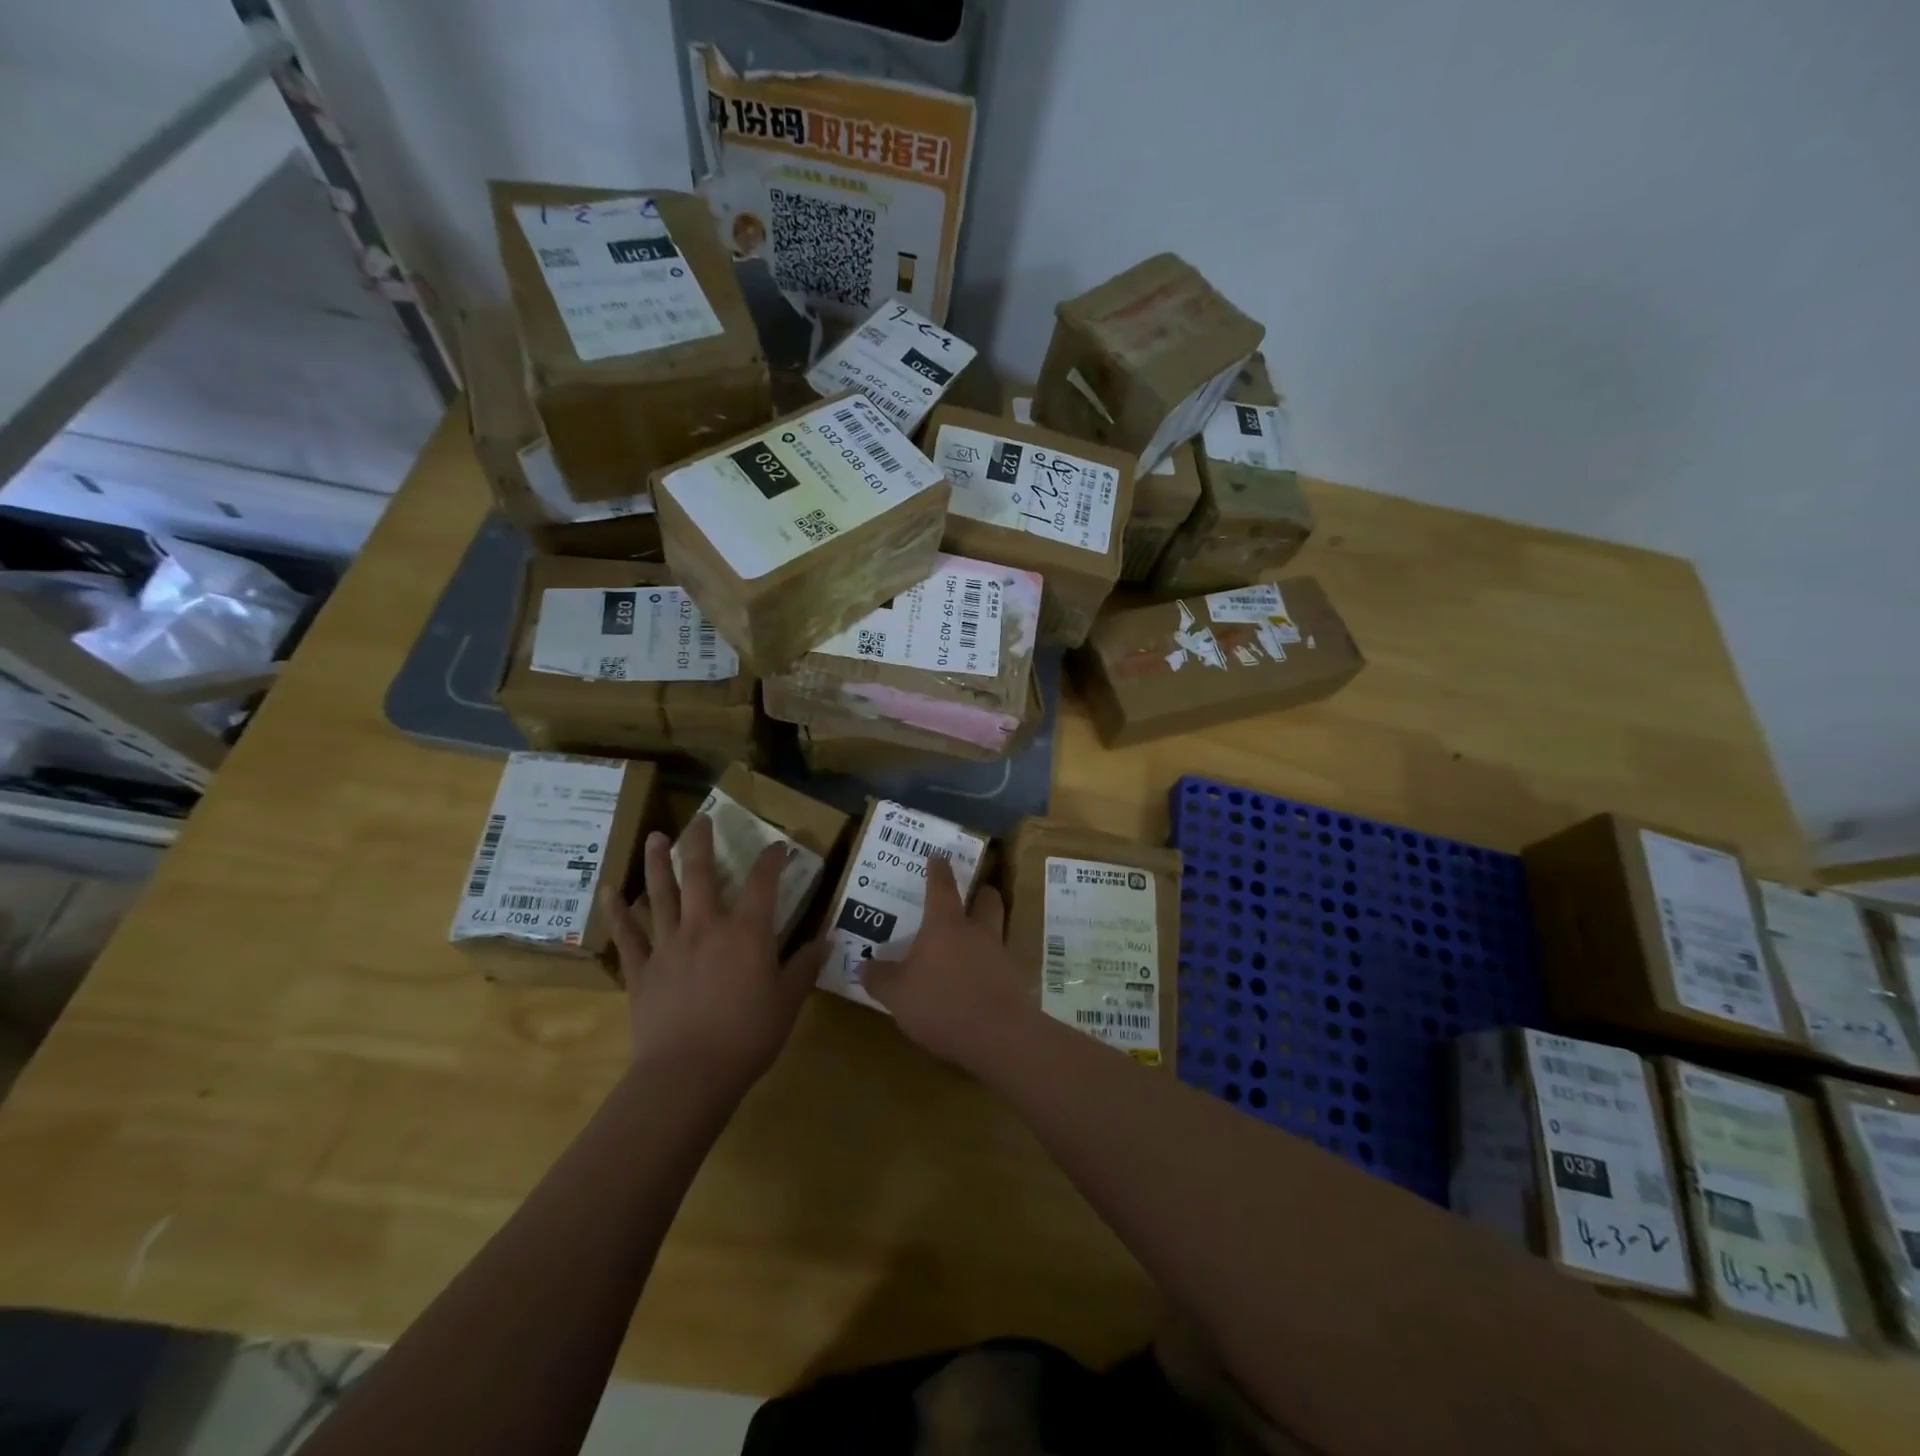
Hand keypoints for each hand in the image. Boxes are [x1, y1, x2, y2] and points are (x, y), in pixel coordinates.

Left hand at [603, 815, 827, 1092]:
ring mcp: (669, 944)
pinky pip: (627, 935)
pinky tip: (609, 891)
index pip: (763, 883)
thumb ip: (804, 967)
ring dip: (658, 862)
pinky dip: (617, 912)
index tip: (778, 845)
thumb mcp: (788, 1002)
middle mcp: (706, 926)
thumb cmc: (748, 1036)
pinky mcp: (641, 969)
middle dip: (703, 842)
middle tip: (701, 818)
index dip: (772, 860)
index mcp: (747, 932)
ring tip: (656, 837)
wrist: (688, 1075)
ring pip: (661, 893)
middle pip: (703, 874)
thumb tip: (826, 940)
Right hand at [862, 854, 1037, 1068]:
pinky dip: (992, 965)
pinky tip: (981, 981)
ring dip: (988, 928)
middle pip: (986, 899)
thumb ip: (879, 978)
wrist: (1000, 1036)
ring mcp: (1001, 955)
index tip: (938, 857)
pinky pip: (1003, 963)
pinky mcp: (1015, 982)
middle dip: (980, 893)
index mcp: (946, 925)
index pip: (942, 887)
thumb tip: (864, 965)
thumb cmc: (942, 1003)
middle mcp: (977, 932)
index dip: (938, 870)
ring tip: (973, 941)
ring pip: (998, 929)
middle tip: (972, 894)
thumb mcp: (897, 994)